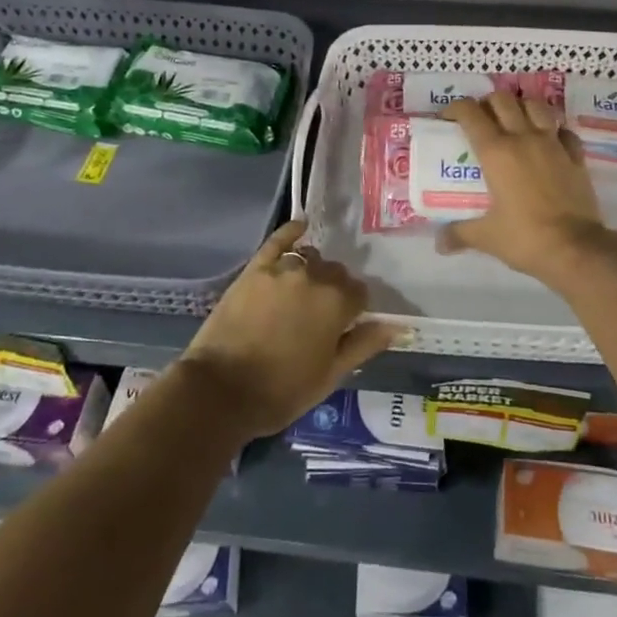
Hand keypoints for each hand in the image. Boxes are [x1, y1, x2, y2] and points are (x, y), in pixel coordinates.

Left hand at [180, 220, 399, 438]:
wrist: (220, 390)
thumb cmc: (281, 391)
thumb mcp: (330, 376)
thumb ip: (363, 345)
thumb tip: (396, 326)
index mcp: (336, 303)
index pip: (360, 293)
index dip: (356, 309)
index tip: (347, 324)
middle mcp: (313, 277)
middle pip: (335, 273)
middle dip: (335, 289)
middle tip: (323, 314)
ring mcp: (282, 269)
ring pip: (310, 259)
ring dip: (314, 270)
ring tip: (305, 290)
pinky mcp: (255, 269)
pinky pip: (278, 241)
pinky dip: (291, 231)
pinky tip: (300, 226)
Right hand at [439, 93, 616, 289]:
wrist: (576, 250)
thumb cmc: (525, 238)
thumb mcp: (486, 237)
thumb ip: (459, 234)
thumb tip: (439, 243)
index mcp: (496, 152)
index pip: (470, 113)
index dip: (455, 108)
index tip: (448, 118)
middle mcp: (523, 138)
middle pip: (502, 100)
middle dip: (487, 103)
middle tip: (481, 120)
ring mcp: (553, 144)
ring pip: (535, 106)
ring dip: (521, 107)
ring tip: (514, 122)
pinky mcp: (575, 157)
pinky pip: (564, 131)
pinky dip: (554, 129)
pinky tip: (549, 140)